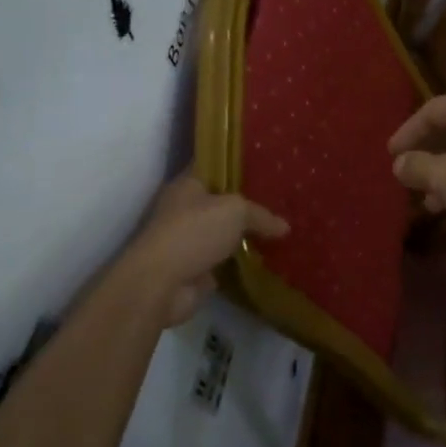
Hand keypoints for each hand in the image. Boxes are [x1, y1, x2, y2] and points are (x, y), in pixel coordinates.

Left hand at [114, 174, 287, 326]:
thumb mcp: (235, 211)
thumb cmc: (194, 232)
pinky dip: (242, 261)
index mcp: (187, 185)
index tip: (265, 162)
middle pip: (222, 201)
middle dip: (248, 202)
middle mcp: (185, 209)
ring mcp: (189, 241)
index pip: (214, 166)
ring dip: (245, 235)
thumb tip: (285, 227)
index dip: (236, 163)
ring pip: (225, 232)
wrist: (160, 284)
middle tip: (281, 197)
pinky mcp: (196, 269)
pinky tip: (268, 257)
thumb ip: (260, 215)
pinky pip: (226, 261)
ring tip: (281, 228)